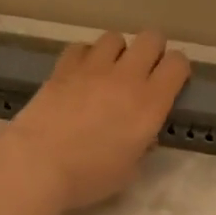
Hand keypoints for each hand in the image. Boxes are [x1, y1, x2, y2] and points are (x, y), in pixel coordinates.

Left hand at [0, 30, 190, 212]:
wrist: (37, 164)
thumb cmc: (88, 176)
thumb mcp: (128, 172)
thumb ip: (141, 148)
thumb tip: (142, 137)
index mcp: (150, 103)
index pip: (177, 64)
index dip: (178, 69)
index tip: (171, 82)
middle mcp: (126, 77)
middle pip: (151, 38)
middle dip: (152, 50)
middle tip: (143, 72)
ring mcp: (92, 68)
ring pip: (115, 37)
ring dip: (117, 52)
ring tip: (109, 71)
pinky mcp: (63, 68)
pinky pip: (81, 47)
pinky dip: (84, 57)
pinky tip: (79, 74)